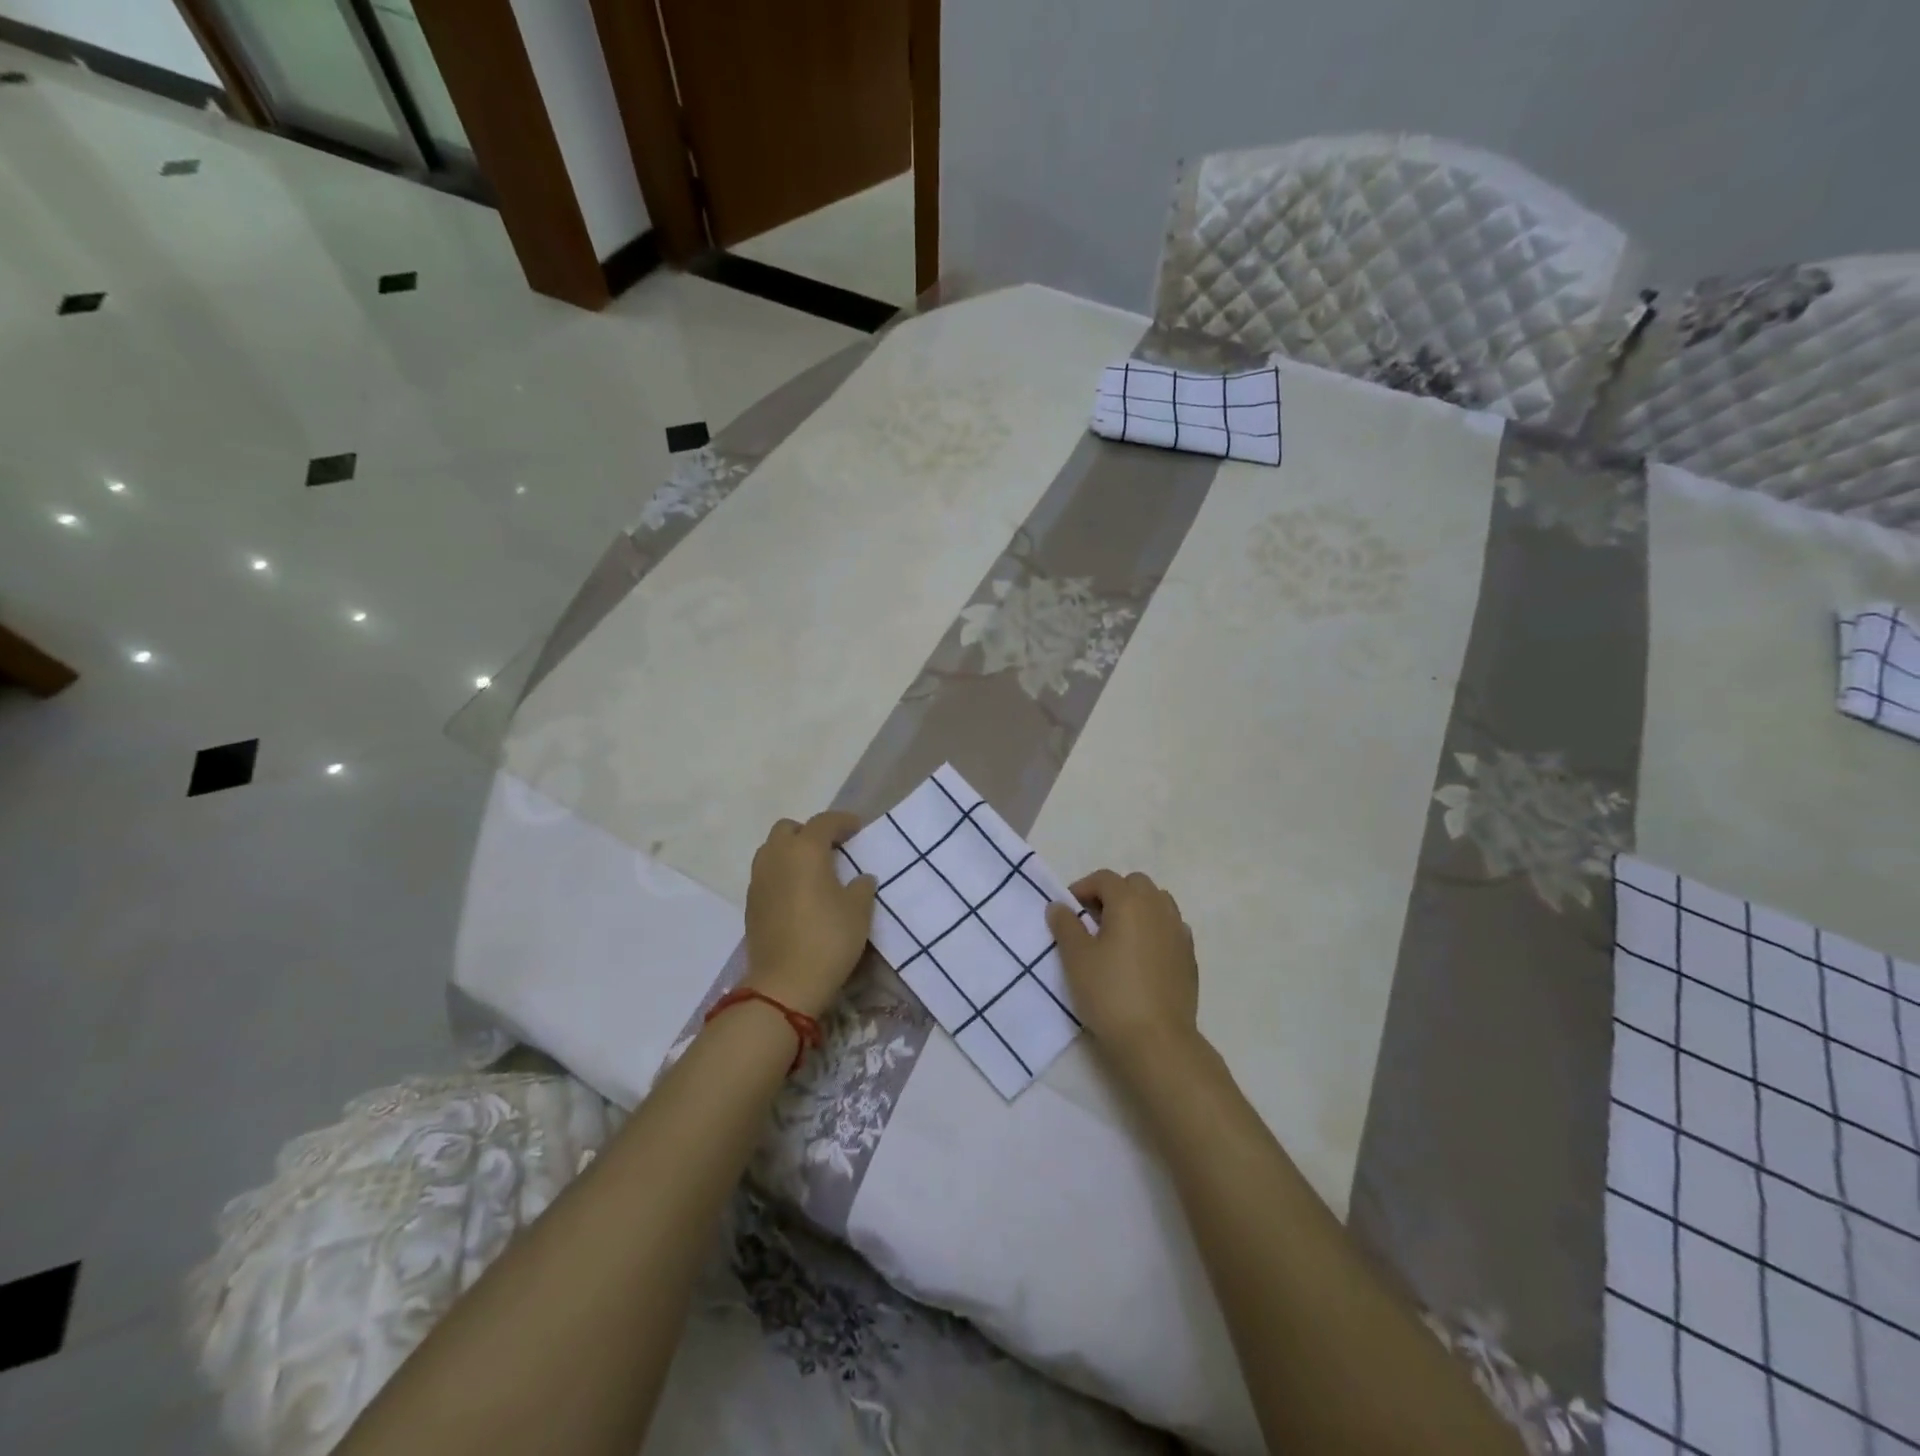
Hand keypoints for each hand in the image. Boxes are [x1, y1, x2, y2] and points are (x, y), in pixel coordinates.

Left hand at [743, 811, 877, 1018]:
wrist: (785, 983)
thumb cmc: (828, 939)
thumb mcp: (859, 911)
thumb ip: (862, 887)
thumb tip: (860, 878)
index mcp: (805, 850)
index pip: (824, 822)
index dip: (843, 821)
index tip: (858, 828)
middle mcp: (777, 856)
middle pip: (789, 829)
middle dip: (809, 832)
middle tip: (831, 849)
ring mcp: (759, 879)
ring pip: (772, 850)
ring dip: (791, 852)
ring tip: (813, 871)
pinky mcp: (750, 903)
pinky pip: (766, 874)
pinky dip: (782, 874)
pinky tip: (798, 894)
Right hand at [1047, 870, 1199, 1070]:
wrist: (1157, 1040)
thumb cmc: (1110, 993)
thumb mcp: (1076, 958)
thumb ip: (1066, 925)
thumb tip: (1060, 906)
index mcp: (1129, 902)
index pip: (1104, 879)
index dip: (1082, 888)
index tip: (1067, 911)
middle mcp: (1158, 908)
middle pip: (1135, 884)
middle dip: (1113, 894)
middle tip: (1092, 921)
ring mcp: (1179, 932)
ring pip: (1157, 903)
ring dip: (1136, 909)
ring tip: (1117, 936)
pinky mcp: (1189, 956)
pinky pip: (1170, 928)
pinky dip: (1153, 930)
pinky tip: (1140, 956)